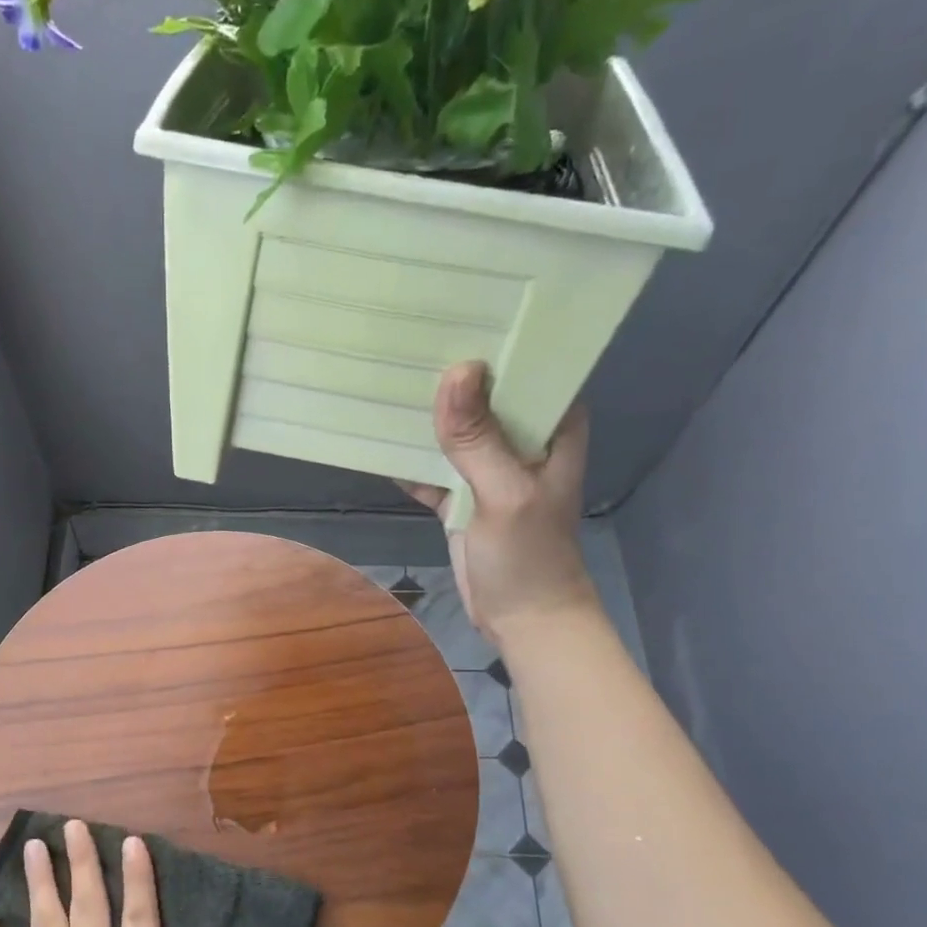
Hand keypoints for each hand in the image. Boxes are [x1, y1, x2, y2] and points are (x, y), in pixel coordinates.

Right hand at [403, 361, 597, 642]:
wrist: (521, 619)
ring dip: (424, 415)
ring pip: (453, 429)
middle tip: (402, 335)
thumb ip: (477, 439)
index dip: (495, 339)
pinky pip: (431, 466)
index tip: (454, 307)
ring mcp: (488, 468)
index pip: (527, 367)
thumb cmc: (529, 556)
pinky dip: (408, 457)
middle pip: (482, 395)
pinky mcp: (461, 496)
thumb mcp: (505, 493)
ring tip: (381, 376)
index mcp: (551, 427)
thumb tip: (455, 371)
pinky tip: (375, 436)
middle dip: (448, 374)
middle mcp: (521, 439)